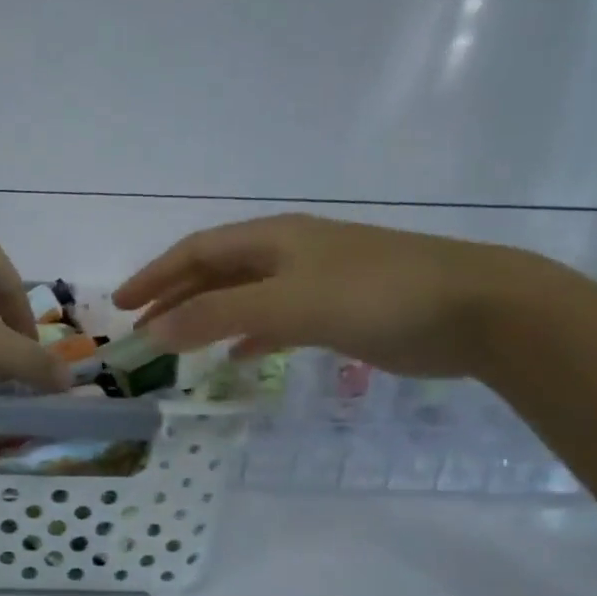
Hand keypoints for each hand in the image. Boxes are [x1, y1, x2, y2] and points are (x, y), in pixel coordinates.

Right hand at [113, 214, 560, 377]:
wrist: (475, 309)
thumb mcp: (286, 303)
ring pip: (243, 298)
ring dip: (206, 318)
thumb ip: (217, 316)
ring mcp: (314, 282)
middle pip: (216, 273)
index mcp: (272, 239)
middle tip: (141, 330)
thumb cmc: (374, 294)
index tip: (121, 305)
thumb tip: (155, 331)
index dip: (155, 275)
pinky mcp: (337, 312)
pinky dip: (249, 336)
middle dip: (174, 299)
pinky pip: (275, 321)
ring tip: (176, 345)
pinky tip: (238, 357)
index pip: (196, 252)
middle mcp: (288, 254)